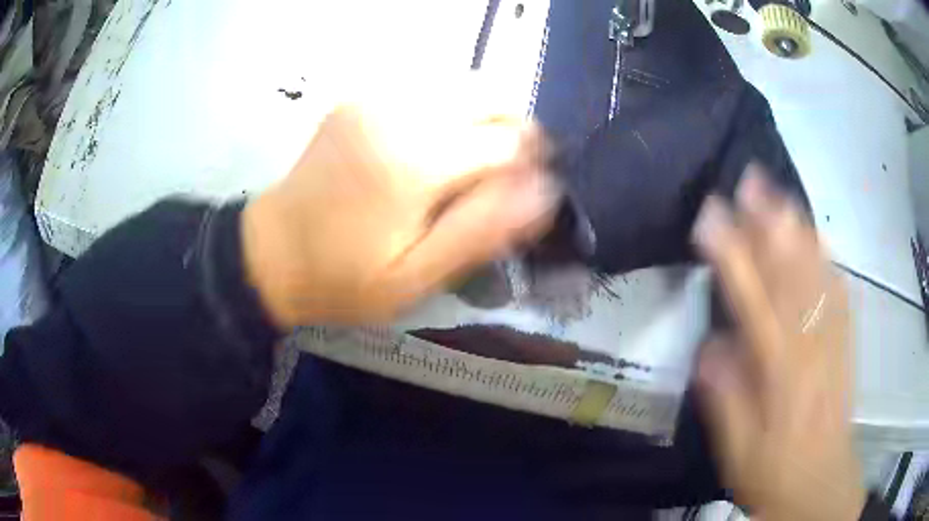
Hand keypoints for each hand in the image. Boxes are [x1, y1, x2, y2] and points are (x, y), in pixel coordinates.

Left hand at [242, 82, 558, 327]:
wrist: (271, 252)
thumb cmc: (343, 278)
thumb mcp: (416, 277)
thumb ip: (482, 229)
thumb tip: (544, 191)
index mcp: (415, 162)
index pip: (509, 141)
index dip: (532, 164)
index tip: (529, 191)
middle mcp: (399, 112)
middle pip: (492, 95)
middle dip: (514, 131)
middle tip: (505, 175)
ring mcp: (376, 98)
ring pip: (464, 83)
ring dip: (484, 117)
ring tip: (473, 161)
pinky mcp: (362, 97)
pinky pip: (430, 86)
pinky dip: (452, 108)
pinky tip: (437, 144)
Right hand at [692, 168, 864, 520]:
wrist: (820, 482)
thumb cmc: (772, 472)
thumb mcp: (737, 451)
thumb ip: (724, 398)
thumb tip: (708, 347)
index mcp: (779, 374)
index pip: (752, 302)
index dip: (731, 255)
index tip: (709, 215)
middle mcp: (810, 346)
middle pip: (791, 275)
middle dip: (769, 223)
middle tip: (749, 180)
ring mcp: (833, 339)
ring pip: (817, 274)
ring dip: (798, 230)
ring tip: (778, 194)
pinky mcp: (846, 342)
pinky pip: (839, 290)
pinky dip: (827, 257)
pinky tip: (817, 235)